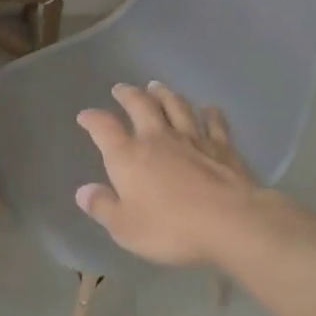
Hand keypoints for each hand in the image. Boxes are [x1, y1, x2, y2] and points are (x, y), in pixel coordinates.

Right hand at [74, 82, 265, 266]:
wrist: (232, 223)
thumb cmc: (171, 228)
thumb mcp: (125, 227)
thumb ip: (102, 207)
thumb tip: (83, 191)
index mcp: (128, 156)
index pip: (103, 128)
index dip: (92, 119)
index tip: (85, 116)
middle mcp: (157, 139)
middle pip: (140, 105)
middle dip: (128, 95)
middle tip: (121, 89)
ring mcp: (192, 139)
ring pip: (176, 106)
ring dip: (164, 94)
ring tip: (156, 87)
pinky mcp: (223, 147)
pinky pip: (214, 123)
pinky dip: (209, 113)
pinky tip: (208, 109)